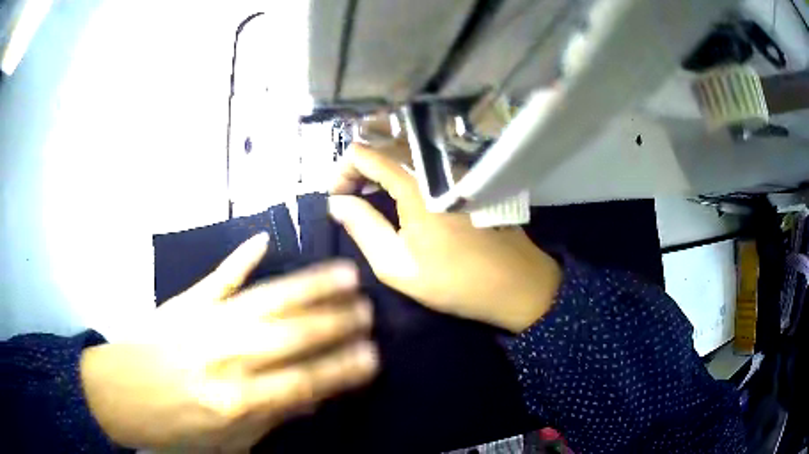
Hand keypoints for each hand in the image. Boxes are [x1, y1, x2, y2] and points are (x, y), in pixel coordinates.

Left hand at [80, 233, 376, 451]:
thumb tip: (312, 398)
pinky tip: (262, 240)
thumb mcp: (227, 442)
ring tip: (343, 274)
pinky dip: (239, 259)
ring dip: (306, 287)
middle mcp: (222, 359)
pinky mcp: (183, 302)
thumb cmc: (173, 426)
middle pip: (288, 337)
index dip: (339, 370)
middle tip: (367, 311)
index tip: (372, 356)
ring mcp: (203, 324)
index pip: (300, 383)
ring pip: (264, 301)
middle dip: (333, 323)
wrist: (118, 395)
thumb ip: (271, 418)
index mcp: (233, 401)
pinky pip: (217, 278)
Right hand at [329, 144, 561, 332]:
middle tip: (350, 201)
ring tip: (370, 201)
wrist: (517, 285)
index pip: (363, 154)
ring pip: (405, 156)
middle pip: (384, 149)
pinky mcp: (467, 180)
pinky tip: (401, 201)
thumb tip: (337, 203)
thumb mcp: (397, 266)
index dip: (341, 172)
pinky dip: (403, 176)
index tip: (337, 200)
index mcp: (415, 185)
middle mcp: (435, 167)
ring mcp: (455, 170)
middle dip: (358, 171)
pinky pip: (426, 166)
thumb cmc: (456, 282)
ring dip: (380, 173)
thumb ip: (362, 228)